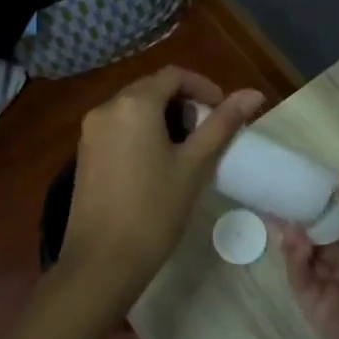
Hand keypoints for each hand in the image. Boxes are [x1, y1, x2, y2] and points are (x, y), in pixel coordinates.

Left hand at [61, 66, 263, 308]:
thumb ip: (223, 124)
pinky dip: (142, 132)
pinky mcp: (84, 153)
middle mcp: (107, 107)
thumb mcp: (195, 165)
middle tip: (207, 133)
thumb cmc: (155, 210)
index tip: (223, 112)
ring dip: (163, 117)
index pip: (174, 76)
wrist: (102, 263)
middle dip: (183, 103)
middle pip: (152, 89)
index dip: (203, 87)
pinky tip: (157, 163)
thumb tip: (254, 94)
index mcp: (134, 103)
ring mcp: (91, 130)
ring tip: (187, 150)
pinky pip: (119, 126)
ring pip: (135, 108)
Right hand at [278, 173, 338, 338]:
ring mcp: (334, 287)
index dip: (324, 203)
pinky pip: (301, 280)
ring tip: (283, 220)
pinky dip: (295, 261)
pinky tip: (293, 243)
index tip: (303, 184)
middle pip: (320, 237)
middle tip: (278, 199)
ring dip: (296, 238)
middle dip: (302, 220)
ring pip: (307, 257)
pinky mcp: (317, 308)